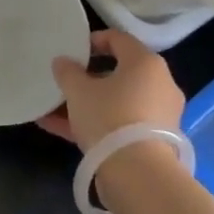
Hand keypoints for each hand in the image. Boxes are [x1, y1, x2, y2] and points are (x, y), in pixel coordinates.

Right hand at [36, 28, 185, 153]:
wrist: (137, 173)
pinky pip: (120, 124)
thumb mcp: (79, 91)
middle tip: (65, 82)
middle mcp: (159, 84)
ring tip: (54, 109)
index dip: (93, 40)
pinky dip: (96, 124)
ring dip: (87, 104)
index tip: (72, 50)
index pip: (119, 39)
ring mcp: (159, 115)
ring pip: (117, 102)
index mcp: (145, 63)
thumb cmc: (109, 117)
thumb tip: (62, 61)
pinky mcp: (153, 141)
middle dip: (88, 78)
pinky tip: (61, 130)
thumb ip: (68, 72)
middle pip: (119, 73)